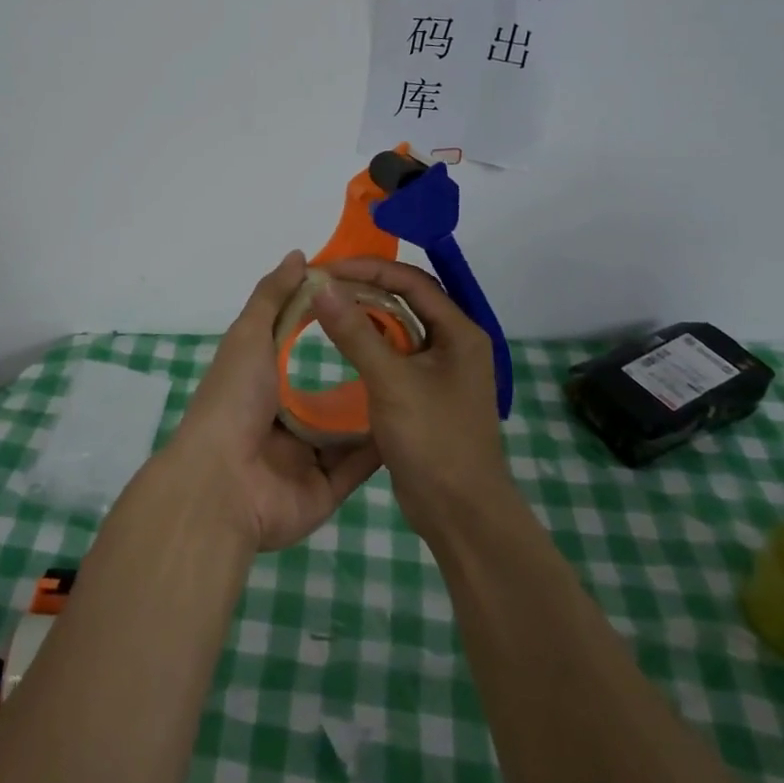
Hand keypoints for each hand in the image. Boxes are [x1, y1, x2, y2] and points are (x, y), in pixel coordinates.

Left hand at [164, 251, 384, 551]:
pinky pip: (360, 465)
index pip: (300, 346)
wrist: (224, 483)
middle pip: (329, 389)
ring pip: (349, 428)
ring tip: (419, 379)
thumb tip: (299, 256)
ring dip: (377, 407)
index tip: (373, 302)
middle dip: (363, 368)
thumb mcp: (249, 336)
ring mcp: (306, 456)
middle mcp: (283, 418)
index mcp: (261, 381)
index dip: (332, 323)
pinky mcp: (327, 489)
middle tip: (408, 345)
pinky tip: (414, 421)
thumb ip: (273, 296)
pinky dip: (382, 446)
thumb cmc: (234, 400)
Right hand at [311, 258, 511, 546]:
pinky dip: (370, 344)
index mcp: (460, 332)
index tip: (328, 270)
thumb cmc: (434, 441)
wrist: (461, 513)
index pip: (412, 281)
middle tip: (323, 285)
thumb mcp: (392, 382)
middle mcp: (455, 343)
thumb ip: (356, 333)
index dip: (369, 269)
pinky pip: (396, 355)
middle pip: (407, 300)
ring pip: (400, 328)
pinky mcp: (426, 393)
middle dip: (365, 288)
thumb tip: (322, 287)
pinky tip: (343, 345)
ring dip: (366, 316)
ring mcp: (441, 370)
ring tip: (327, 308)